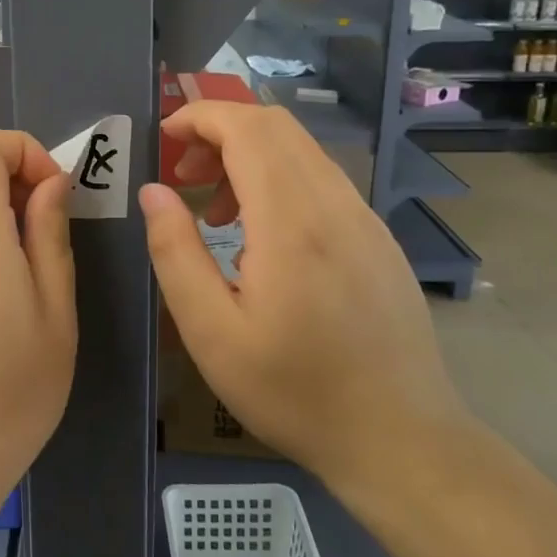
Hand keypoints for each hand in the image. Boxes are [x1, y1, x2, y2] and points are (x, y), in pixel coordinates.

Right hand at [140, 102, 470, 509]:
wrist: (401, 439)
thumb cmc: (294, 391)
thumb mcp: (211, 333)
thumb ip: (175, 253)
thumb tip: (154, 191)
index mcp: (293, 222)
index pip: (248, 128)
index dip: (201, 117)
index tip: (165, 138)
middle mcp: (336, 204)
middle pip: (277, 127)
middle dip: (220, 131)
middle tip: (184, 172)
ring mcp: (365, 219)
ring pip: (302, 151)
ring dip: (250, 156)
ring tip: (217, 213)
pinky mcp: (378, 239)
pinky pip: (323, 181)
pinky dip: (280, 180)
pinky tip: (263, 238)